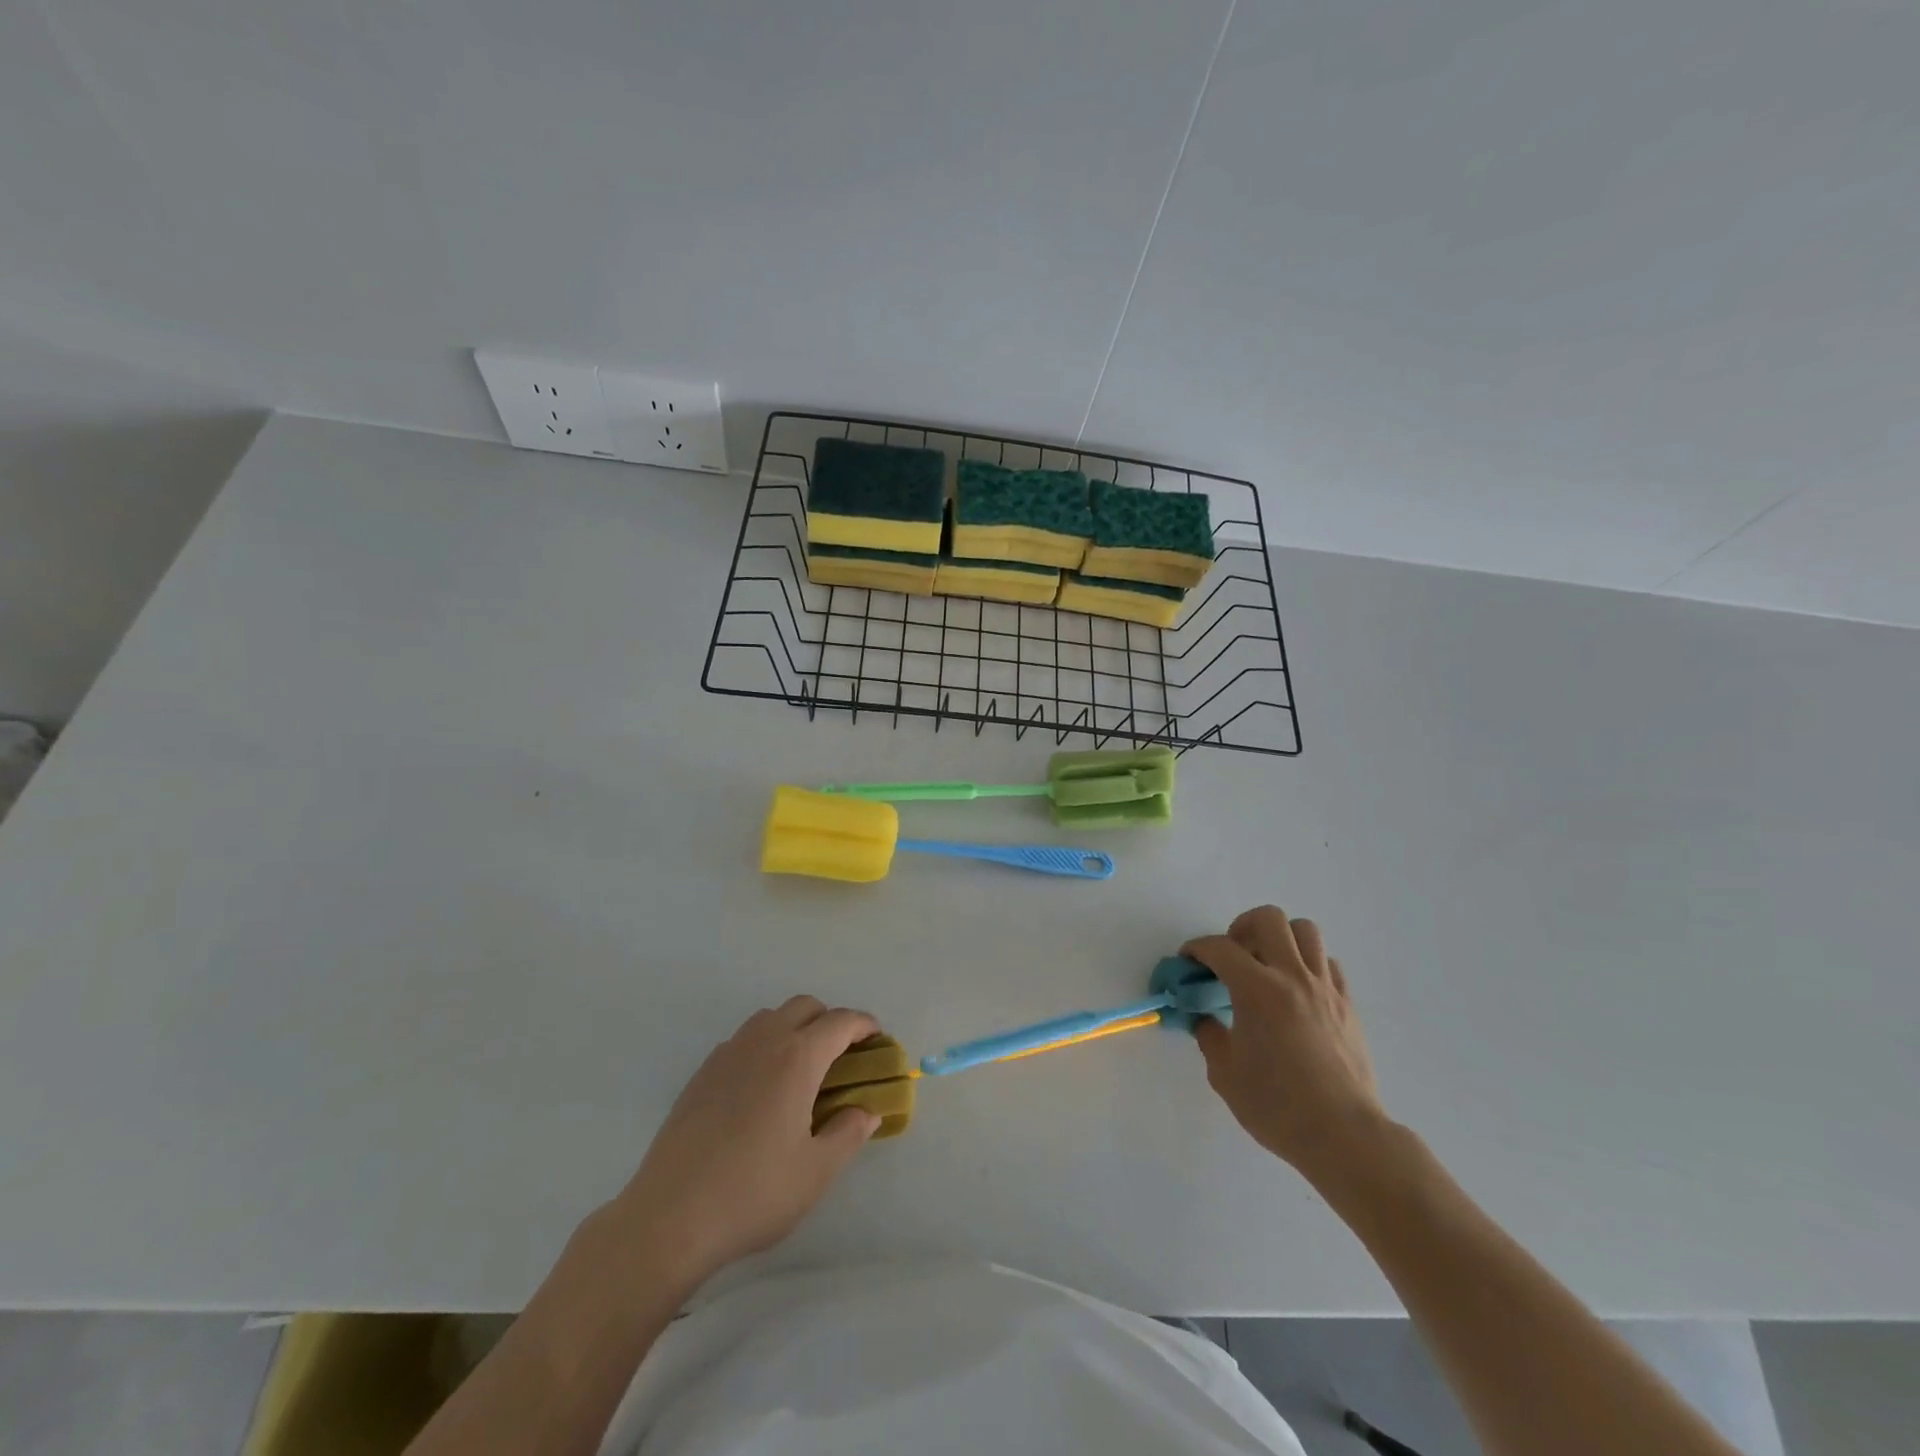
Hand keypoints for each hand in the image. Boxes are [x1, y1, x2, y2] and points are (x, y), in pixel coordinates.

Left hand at [609, 997, 881, 1291]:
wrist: (669, 1218)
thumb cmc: (752, 1193)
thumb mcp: (816, 1172)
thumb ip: (849, 1133)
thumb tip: (867, 1111)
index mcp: (797, 1058)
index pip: (840, 1022)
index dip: (864, 1025)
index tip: (877, 1040)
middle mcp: (763, 1042)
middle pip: (804, 1006)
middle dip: (830, 1020)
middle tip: (843, 1056)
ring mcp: (727, 1054)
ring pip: (770, 1018)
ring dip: (795, 1028)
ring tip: (803, 1070)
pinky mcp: (701, 1074)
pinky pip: (743, 1040)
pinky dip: (764, 1045)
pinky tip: (762, 1089)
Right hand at [1185, 907, 1384, 1178]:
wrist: (1344, 1136)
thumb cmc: (1278, 1107)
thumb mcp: (1225, 1074)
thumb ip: (1210, 1036)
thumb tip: (1206, 1019)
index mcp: (1258, 991)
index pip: (1220, 948)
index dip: (1197, 948)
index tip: (1188, 961)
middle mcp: (1292, 978)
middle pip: (1269, 919)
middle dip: (1241, 927)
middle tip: (1232, 955)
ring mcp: (1325, 988)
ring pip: (1305, 931)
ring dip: (1279, 938)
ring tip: (1266, 965)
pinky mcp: (1347, 1004)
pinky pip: (1326, 963)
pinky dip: (1306, 964)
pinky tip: (1295, 991)